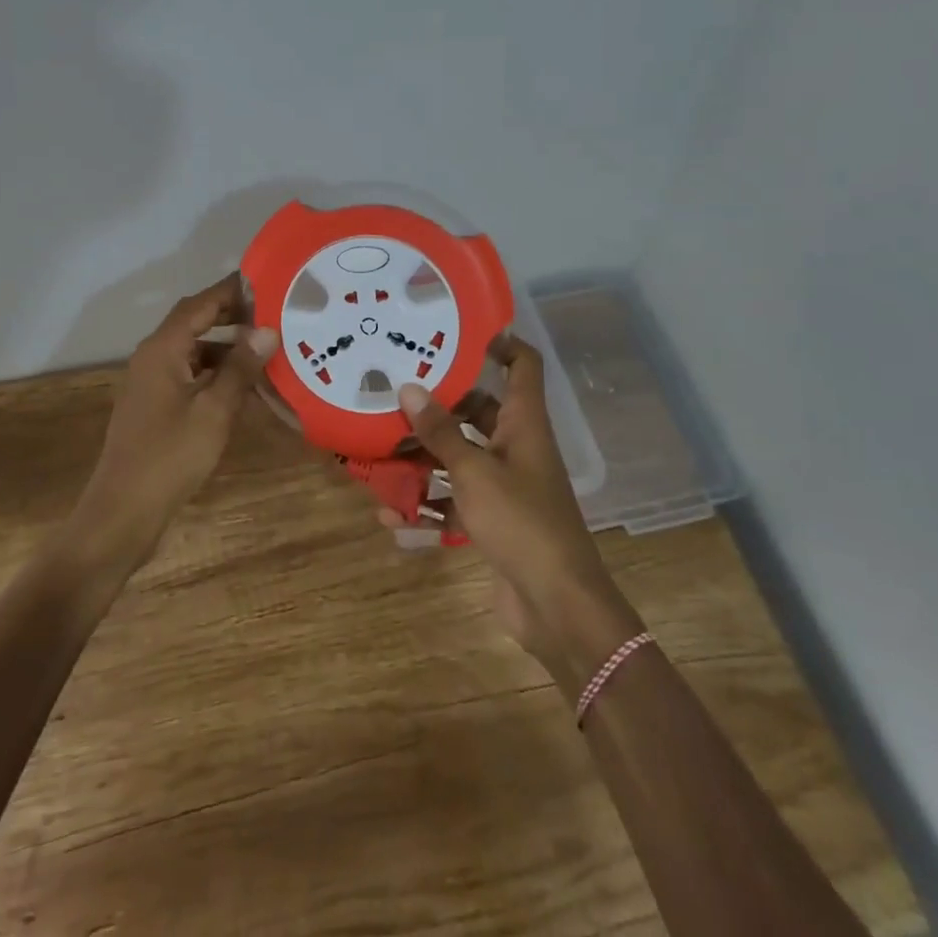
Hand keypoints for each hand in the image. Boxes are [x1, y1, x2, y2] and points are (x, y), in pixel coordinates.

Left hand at [72, 272, 278, 568]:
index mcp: (162, 350)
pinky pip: (188, 374)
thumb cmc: (170, 456)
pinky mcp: (153, 405)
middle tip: (272, 314)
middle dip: (231, 316)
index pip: (200, 304)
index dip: (231, 291)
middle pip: (194, 323)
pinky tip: (241, 387)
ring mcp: (150, 382)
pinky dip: (214, 372)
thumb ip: (240, 368)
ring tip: (264, 350)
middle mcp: (152, 357)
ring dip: (225, 347)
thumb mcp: (215, 411)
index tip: (266, 282)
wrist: (123, 511)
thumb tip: (267, 330)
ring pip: (192, 350)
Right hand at [391, 336, 638, 678]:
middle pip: (479, 411)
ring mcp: (506, 486)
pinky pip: (455, 503)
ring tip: (380, 451)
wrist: (557, 605)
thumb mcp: (474, 471)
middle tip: (396, 391)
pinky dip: (428, 508)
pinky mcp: (493, 522)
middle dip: (439, 405)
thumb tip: (408, 387)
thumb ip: (440, 432)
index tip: (459, 330)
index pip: (523, 366)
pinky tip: (391, 517)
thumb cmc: (521, 522)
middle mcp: (517, 447)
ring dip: (424, 458)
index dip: (501, 342)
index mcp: (524, 424)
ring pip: (460, 458)